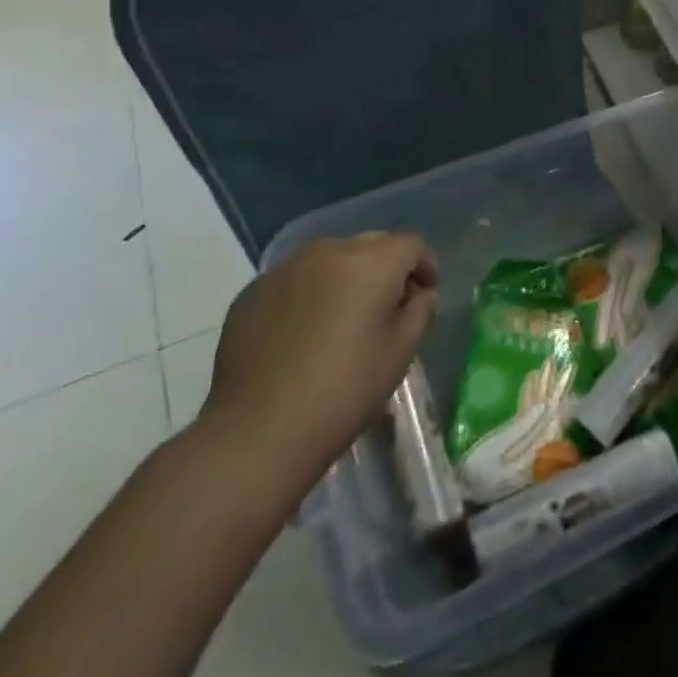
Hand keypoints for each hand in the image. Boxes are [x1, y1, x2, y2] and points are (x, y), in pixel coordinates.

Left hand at [199, 232, 438, 485]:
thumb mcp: (401, 352)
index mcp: (370, 263)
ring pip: (331, 257)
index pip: (411, 244)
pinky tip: (305, 332)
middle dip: (387, 266)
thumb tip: (418, 294)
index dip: (425, 266)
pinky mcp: (252, 291)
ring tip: (344, 317)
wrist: (257, 432)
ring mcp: (285, 269)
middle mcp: (328, 252)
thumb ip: (420, 310)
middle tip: (387, 306)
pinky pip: (296, 278)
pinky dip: (310, 292)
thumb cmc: (344, 391)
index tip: (425, 295)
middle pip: (371, 244)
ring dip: (347, 276)